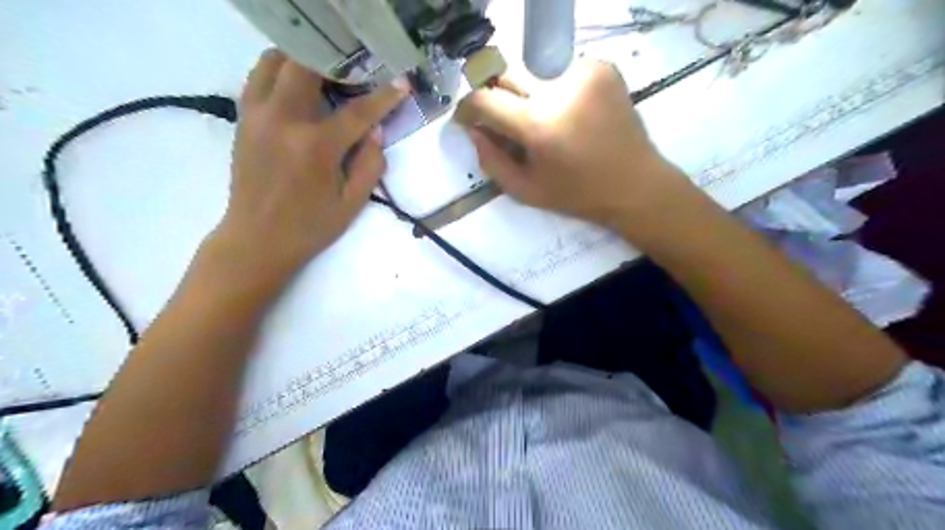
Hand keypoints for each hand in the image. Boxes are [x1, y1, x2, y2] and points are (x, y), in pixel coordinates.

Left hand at [213, 50, 409, 284]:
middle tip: (356, 70)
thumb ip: (370, 164)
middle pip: (307, 65)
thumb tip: (376, 130)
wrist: (256, 240)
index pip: (357, 111)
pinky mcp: (243, 119)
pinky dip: (280, 72)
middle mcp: (283, 121)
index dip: (384, 96)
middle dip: (336, 61)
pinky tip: (298, 87)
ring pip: (274, 61)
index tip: (402, 82)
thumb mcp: (352, 203)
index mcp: (316, 147)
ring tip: (325, 72)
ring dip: (303, 59)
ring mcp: (257, 116)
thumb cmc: (310, 226)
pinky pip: (258, 77)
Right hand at [453, 58, 695, 238]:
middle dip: (497, 97)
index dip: (468, 108)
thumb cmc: (577, 194)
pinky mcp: (602, 67)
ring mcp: (583, 71)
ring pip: (532, 72)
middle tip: (504, 122)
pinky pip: (560, 71)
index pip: (484, 99)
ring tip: (542, 122)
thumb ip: (490, 161)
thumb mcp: (525, 190)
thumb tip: (473, 130)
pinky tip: (567, 113)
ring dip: (527, 94)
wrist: (635, 184)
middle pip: (507, 75)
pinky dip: (554, 89)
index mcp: (538, 124)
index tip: (467, 119)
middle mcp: (559, 88)